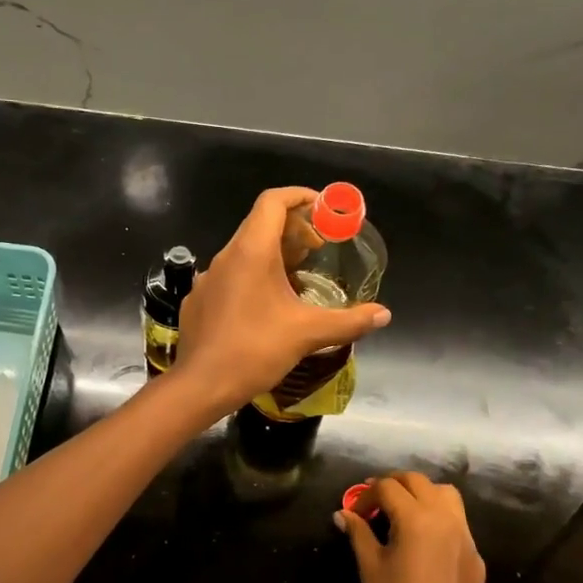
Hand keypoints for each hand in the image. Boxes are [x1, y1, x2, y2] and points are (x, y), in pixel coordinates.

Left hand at [172, 187, 389, 411]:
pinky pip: (229, 277)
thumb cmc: (254, 351)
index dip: (300, 197)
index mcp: (250, 252)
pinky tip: (265, 308)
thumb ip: (348, 321)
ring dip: (272, 256)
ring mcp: (207, 279)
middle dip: (292, 229)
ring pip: (243, 253)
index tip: (324, 210)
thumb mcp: (307, 334)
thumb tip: (383, 315)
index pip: (273, 202)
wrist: (201, 385)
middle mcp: (225, 257)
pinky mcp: (198, 301)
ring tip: (297, 279)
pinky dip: (251, 278)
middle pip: (259, 224)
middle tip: (318, 249)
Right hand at [337, 473, 485, 582]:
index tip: (354, 512)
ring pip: (445, 493)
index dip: (366, 494)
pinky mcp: (475, 552)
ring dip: (422, 492)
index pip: (387, 487)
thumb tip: (342, 514)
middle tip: (374, 502)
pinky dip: (438, 516)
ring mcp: (465, 534)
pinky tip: (425, 540)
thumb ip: (358, 534)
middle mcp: (444, 516)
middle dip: (393, 484)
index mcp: (416, 517)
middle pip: (417, 481)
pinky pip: (457, 520)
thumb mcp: (370, 567)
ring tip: (404, 510)